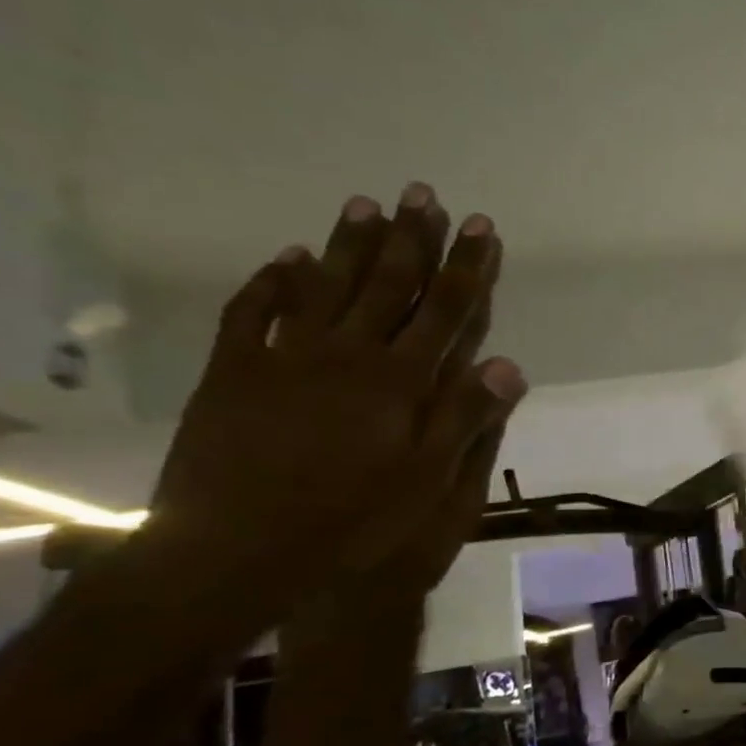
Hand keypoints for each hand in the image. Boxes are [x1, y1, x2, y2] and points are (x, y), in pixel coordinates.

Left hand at [151, 183, 522, 628]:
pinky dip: (274, 281)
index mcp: (400, 382)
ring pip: (326, 286)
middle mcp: (348, 355)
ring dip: (350, 245)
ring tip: (367, 204)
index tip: (481, 228)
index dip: (467, 268)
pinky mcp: (236, 373)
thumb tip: (509, 363)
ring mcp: (287, 358)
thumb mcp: (429, 482)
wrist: (236, 550)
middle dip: (412, 239)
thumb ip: (467, 417)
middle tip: (423, 194)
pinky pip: (254, 313)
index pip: (445, 311)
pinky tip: (289, 257)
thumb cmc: (352, 521)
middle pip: (388, 285)